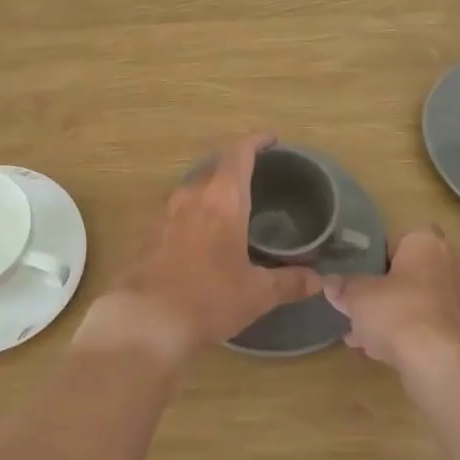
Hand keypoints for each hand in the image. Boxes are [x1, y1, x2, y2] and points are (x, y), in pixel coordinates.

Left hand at [77, 134, 322, 366]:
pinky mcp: (147, 233)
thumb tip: (316, 280)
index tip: (270, 139)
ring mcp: (164, 212)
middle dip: (234, 167)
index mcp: (222, 199)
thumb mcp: (256, 294)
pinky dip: (193, 214)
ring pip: (193, 189)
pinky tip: (200, 238)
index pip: (239, 153)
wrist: (143, 320)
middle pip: (214, 166)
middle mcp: (191, 196)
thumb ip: (288, 282)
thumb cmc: (207, 299)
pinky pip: (176, 212)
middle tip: (255, 179)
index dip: (255, 140)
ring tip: (229, 209)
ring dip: (211, 191)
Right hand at [326, 226, 459, 381]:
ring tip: (360, 333)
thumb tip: (327, 283)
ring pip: (415, 301)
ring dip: (391, 314)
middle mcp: (448, 264)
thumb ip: (342, 287)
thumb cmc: (397, 312)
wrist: (437, 363)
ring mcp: (457, 299)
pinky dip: (404, 333)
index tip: (360, 269)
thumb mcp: (357, 296)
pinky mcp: (458, 330)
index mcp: (426, 243)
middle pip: (408, 271)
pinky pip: (424, 324)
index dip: (378, 252)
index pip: (400, 237)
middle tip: (358, 302)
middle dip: (384, 288)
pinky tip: (378, 351)